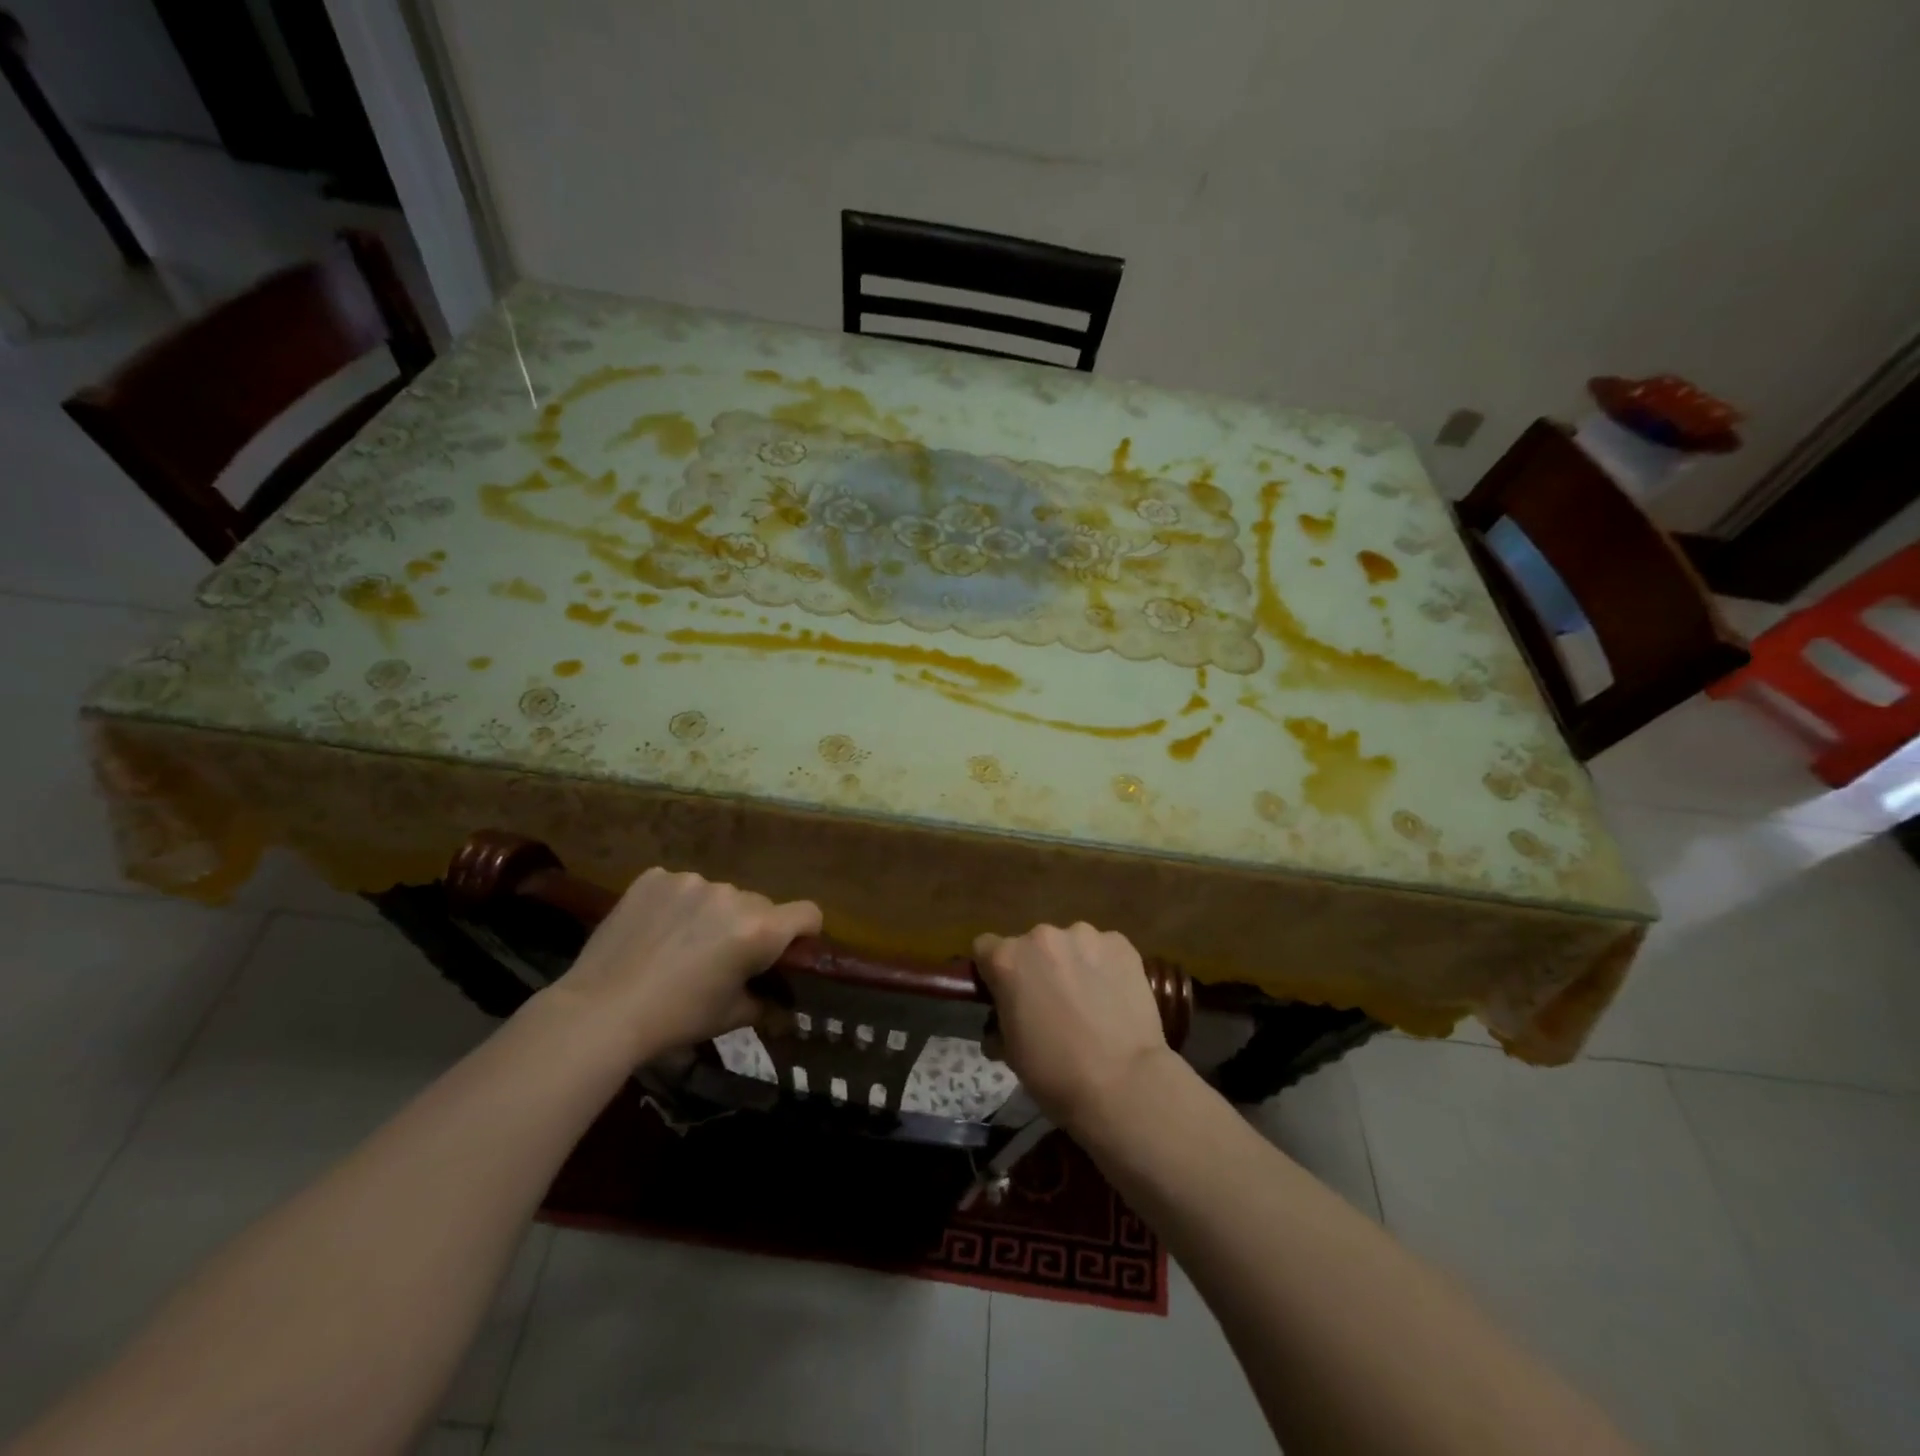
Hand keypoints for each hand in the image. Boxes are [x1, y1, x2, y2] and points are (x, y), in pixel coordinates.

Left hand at [549, 868, 820, 1061]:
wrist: (599, 1011)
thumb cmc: (675, 1019)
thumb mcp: (730, 1017)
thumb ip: (764, 1000)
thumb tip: (778, 999)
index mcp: (759, 930)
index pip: (808, 913)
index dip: (805, 933)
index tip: (787, 951)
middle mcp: (732, 896)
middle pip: (760, 905)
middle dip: (750, 927)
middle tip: (722, 958)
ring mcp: (691, 881)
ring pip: (719, 895)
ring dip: (712, 914)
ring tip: (679, 945)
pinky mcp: (655, 877)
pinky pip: (680, 887)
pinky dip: (676, 905)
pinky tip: (654, 931)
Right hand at [973, 923, 1169, 1129]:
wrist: (1123, 1083)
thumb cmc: (1055, 1074)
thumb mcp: (1010, 1052)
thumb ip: (1000, 1022)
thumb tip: (1001, 1026)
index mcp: (1007, 959)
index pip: (985, 948)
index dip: (994, 972)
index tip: (1006, 994)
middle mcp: (1042, 936)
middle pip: (1031, 945)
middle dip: (1037, 968)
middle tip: (1052, 1003)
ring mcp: (1085, 936)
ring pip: (1070, 944)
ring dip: (1072, 964)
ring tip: (1090, 1001)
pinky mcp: (1120, 943)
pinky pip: (1104, 950)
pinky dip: (1105, 967)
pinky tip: (1115, 998)